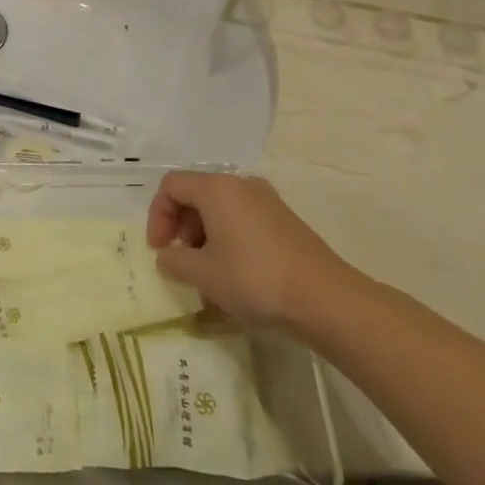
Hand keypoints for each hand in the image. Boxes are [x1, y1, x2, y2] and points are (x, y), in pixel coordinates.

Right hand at [146, 172, 358, 329]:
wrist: (326, 299)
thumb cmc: (255, 278)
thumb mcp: (203, 274)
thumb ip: (174, 261)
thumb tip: (167, 257)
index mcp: (216, 188)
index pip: (171, 186)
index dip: (158, 216)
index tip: (160, 249)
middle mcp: (241, 184)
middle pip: (196, 194)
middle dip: (181, 226)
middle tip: (182, 259)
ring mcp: (267, 201)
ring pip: (221, 208)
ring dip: (205, 235)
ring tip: (208, 271)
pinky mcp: (286, 221)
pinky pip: (243, 219)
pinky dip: (229, 238)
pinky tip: (236, 273)